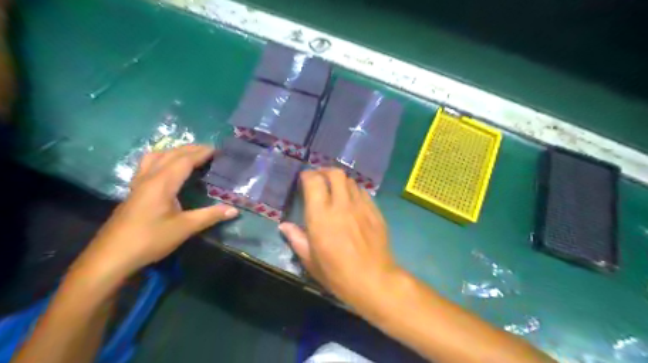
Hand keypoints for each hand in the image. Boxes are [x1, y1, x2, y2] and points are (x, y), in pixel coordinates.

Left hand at [74, 145, 237, 280]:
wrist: (111, 257)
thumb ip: (210, 216)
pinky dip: (162, 159)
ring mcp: (138, 184)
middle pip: (170, 154)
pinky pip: (148, 165)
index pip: (184, 160)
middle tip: (209, 150)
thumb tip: (234, 210)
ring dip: (174, 151)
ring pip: (156, 157)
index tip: (218, 150)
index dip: (201, 153)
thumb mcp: (184, 228)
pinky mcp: (134, 191)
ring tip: (189, 154)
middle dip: (190, 149)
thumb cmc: (150, 240)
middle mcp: (149, 178)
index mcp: (162, 183)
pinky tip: (167, 168)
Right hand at [279, 169, 400, 307]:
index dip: (308, 176)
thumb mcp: (310, 260)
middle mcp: (341, 205)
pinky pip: (363, 192)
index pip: (314, 181)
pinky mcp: (375, 212)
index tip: (304, 179)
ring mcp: (361, 207)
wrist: (373, 280)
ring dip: (340, 181)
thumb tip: (284, 226)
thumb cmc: (337, 273)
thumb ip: (296, 238)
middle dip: (325, 171)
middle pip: (335, 174)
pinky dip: (354, 190)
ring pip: (350, 181)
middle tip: (319, 179)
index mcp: (321, 216)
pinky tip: (351, 201)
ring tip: (335, 189)